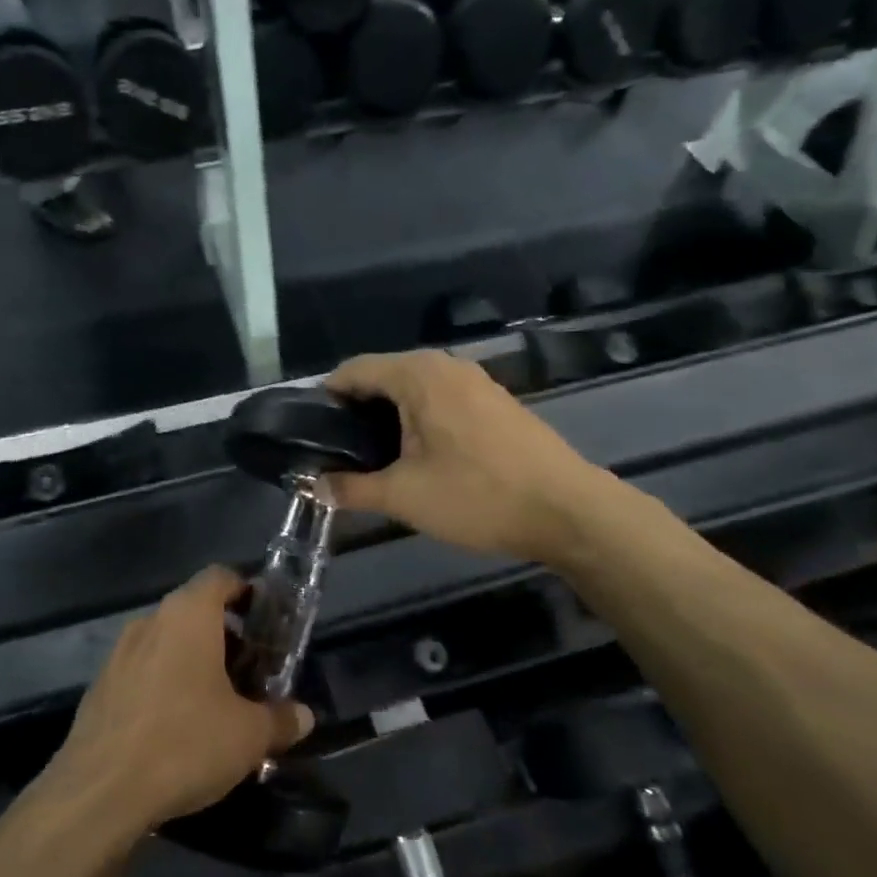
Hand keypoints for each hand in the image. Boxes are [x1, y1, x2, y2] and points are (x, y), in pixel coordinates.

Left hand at [54, 567, 314, 830]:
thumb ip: (281, 720)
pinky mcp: (99, 689)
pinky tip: (177, 728)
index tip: (265, 619)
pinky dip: (164, 686)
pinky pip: (142, 673)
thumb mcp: (249, 735)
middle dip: (224, 636)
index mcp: (188, 615)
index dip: (246, 591)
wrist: (99, 792)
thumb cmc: (185, 743)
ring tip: (217, 703)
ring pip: (166, 643)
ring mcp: (118, 655)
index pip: (220, 577)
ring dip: (193, 662)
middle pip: (194, 612)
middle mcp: (149, 622)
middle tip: (250, 672)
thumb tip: (304, 716)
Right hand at [326, 349, 600, 563]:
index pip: (353, 370)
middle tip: (336, 453)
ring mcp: (475, 381)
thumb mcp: (404, 496)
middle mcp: (446, 366)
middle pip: (382, 376)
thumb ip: (351, 488)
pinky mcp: (494, 402)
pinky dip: (417, 420)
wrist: (566, 510)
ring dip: (387, 417)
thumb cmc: (478, 495)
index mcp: (418, 374)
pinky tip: (417, 456)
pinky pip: (440, 399)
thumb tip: (314, 486)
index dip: (325, 399)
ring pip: (413, 389)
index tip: (309, 434)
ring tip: (371, 458)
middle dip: (355, 411)